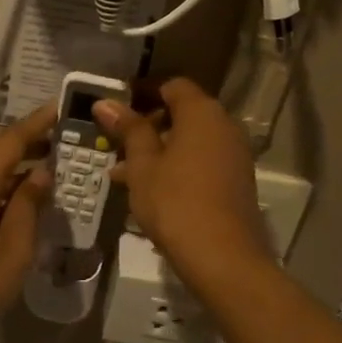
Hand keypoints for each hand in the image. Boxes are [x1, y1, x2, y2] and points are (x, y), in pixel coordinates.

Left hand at [0, 104, 55, 342]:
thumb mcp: (13, 249)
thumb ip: (28, 206)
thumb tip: (40, 175)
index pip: (9, 141)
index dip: (36, 123)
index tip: (58, 108)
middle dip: (20, 140)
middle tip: (53, 145)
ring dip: (7, 163)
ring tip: (39, 173)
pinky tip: (12, 203)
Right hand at [94, 78, 272, 289]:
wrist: (222, 256)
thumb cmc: (174, 202)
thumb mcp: (142, 164)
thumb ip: (128, 129)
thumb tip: (105, 102)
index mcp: (202, 112)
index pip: (172, 85)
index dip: (143, 91)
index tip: (116, 107)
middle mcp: (224, 125)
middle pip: (183, 112)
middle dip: (147, 125)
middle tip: (116, 142)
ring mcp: (234, 154)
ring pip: (190, 140)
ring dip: (158, 149)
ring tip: (123, 172)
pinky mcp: (236, 180)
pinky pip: (201, 160)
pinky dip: (176, 166)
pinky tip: (149, 189)